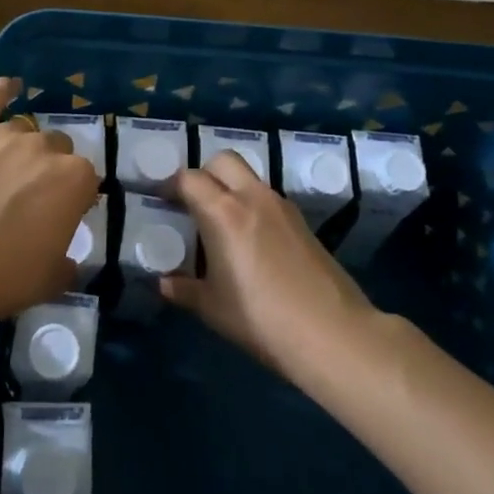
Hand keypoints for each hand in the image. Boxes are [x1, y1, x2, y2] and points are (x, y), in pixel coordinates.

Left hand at [0, 77, 97, 325]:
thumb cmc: (1, 276)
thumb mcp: (50, 280)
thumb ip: (68, 263)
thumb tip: (70, 262)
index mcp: (75, 180)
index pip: (86, 178)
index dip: (73, 197)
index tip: (59, 215)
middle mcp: (45, 148)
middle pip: (56, 148)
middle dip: (47, 168)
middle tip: (27, 197)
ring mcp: (5, 134)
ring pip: (24, 130)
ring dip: (20, 148)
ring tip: (1, 173)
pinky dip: (2, 90)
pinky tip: (9, 85)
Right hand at [160, 151, 378, 376]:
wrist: (332, 333)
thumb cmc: (261, 318)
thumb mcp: (213, 308)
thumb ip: (184, 289)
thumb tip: (165, 282)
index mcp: (223, 212)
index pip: (189, 178)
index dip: (170, 186)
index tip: (161, 201)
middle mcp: (252, 197)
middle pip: (223, 160)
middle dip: (203, 173)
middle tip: (192, 202)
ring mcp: (282, 207)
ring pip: (249, 177)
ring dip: (230, 187)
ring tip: (221, 222)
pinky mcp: (303, 222)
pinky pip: (268, 198)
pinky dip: (252, 205)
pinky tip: (250, 241)